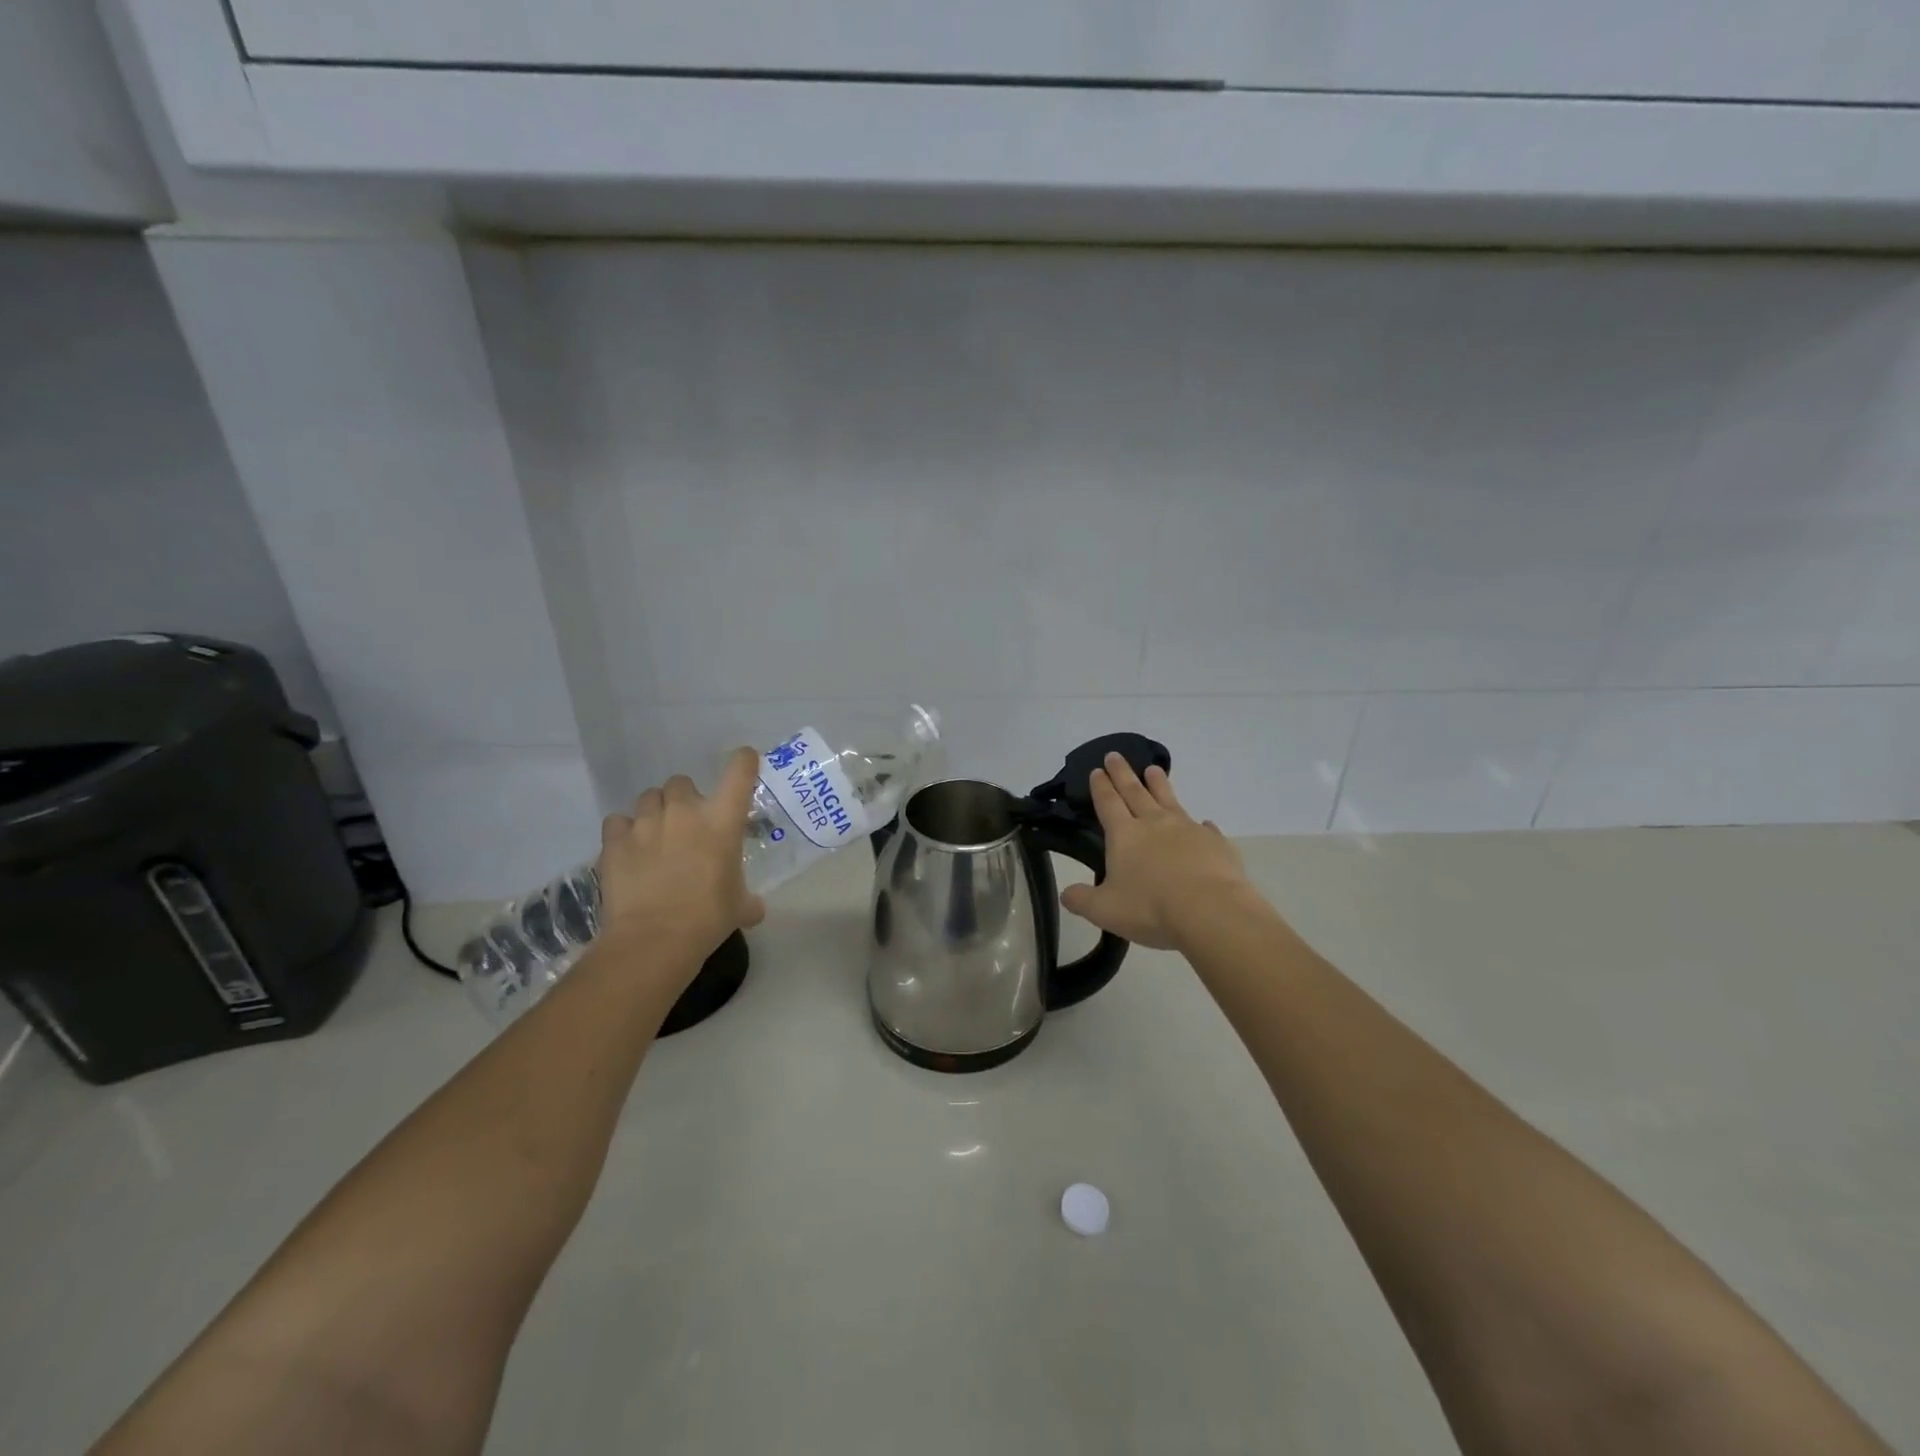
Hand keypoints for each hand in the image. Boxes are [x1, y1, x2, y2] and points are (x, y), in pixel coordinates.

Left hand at [596, 748, 766, 972]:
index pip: (739, 772)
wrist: (655, 938)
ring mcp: (646, 823)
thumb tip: (755, 909)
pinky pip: (617, 821)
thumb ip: (748, 900)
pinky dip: (623, 831)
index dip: (744, 761)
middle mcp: (685, 811)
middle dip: (684, 798)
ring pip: (648, 797)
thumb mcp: (739, 907)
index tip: (744, 761)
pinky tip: (627, 849)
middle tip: (686, 824)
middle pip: (682, 782)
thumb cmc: (708, 918)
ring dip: (654, 811)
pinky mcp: (615, 840)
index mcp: (722, 821)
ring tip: (654, 836)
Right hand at [1060, 753, 1261, 951]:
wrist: (1210, 910)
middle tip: (1115, 755)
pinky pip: (1205, 828)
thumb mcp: (1105, 910)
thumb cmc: (1150, 908)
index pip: (1108, 803)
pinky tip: (1204, 823)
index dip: (1101, 787)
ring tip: (1154, 769)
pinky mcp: (1215, 842)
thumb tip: (1065, 894)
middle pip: (1135, 792)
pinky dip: (1201, 825)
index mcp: (1124, 835)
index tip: (1096, 770)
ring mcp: (1187, 829)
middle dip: (1123, 773)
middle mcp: (1154, 824)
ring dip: (1159, 784)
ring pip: (1169, 800)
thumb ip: (1082, 900)